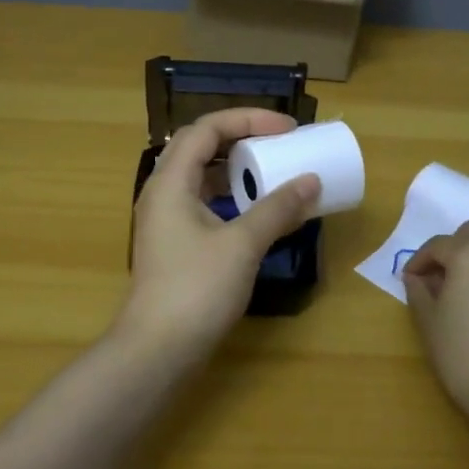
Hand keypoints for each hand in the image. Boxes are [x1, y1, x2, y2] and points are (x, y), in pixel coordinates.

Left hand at [121, 109, 320, 367]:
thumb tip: (311, 181)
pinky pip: (203, 204)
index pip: (206, 128)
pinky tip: (256, 213)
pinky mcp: (174, 245)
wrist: (157, 350)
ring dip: (236, 170)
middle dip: (241, 138)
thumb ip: (277, 209)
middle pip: (200, 147)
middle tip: (278, 144)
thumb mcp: (242, 244)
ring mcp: (165, 220)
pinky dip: (231, 198)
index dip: (247, 119)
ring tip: (272, 173)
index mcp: (170, 182)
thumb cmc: (196, 289)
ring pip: (201, 177)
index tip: (287, 129)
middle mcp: (162, 193)